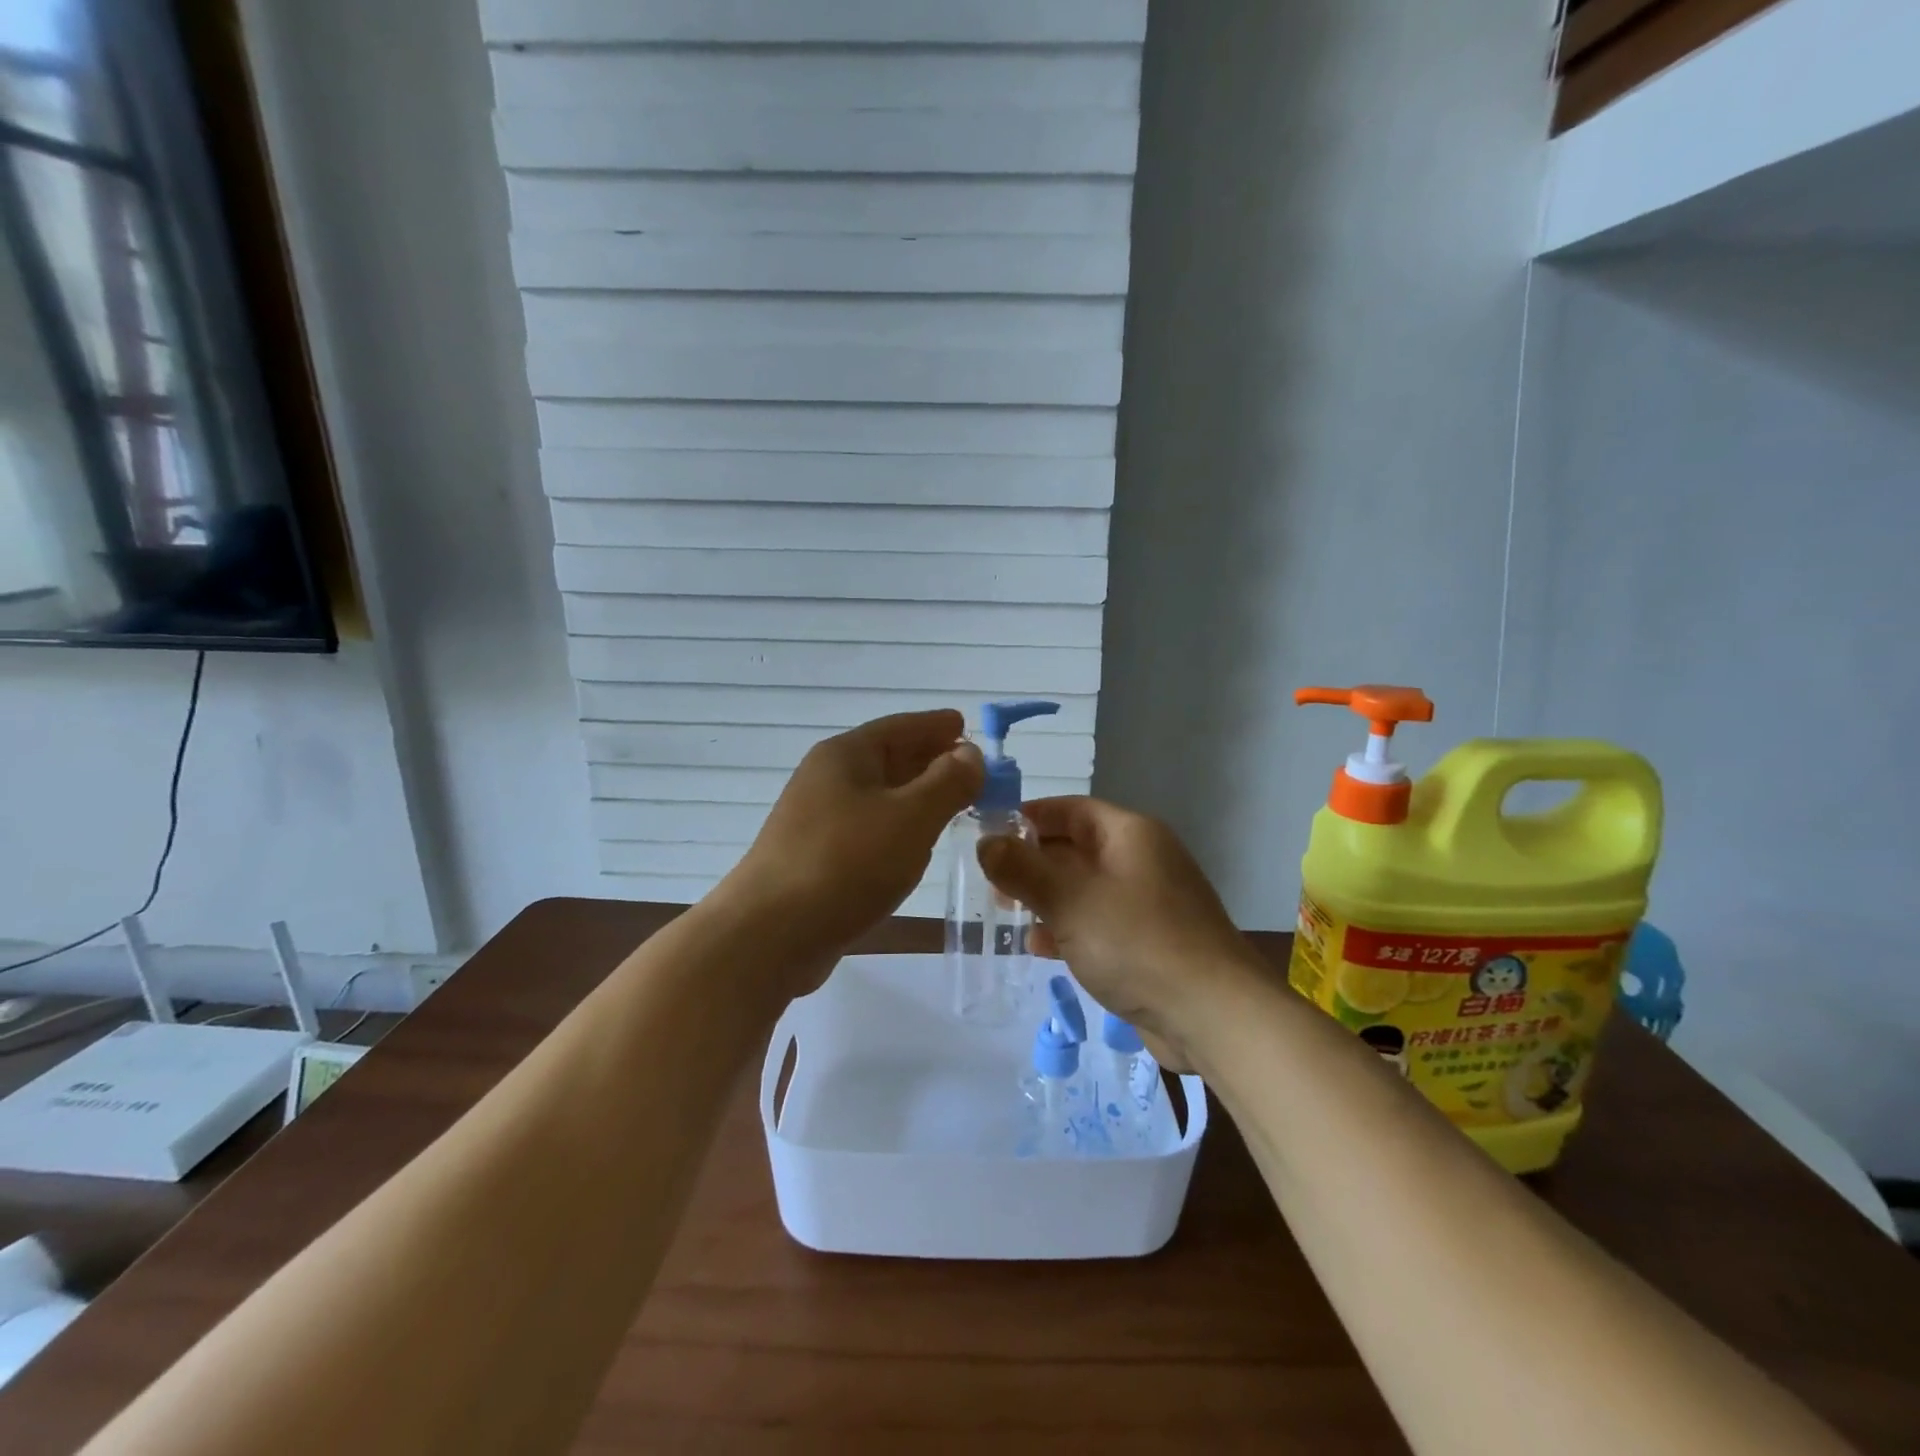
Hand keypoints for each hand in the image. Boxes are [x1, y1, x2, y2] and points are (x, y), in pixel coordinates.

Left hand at [721, 711, 982, 987]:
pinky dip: (898, 828)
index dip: (936, 725)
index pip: (900, 727)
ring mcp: (817, 820)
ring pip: (879, 797)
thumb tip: (970, 753)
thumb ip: (948, 782)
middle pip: (888, 758)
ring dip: (917, 797)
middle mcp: (827, 779)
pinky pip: (868, 829)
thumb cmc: (846, 863)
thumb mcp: (911, 817)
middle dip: (931, 761)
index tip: (967, 725)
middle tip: (974, 770)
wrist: (770, 934)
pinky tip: (916, 846)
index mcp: (845, 755)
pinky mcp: (817, 858)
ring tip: (954, 805)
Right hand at [978, 797, 1259, 1068]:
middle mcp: (1141, 860)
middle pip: (1075, 848)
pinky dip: (1069, 928)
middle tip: (991, 883)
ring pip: (1084, 888)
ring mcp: (1148, 903)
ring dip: (1046, 898)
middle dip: (1032, 863)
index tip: (988, 835)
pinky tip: (1040, 948)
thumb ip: (1022, 869)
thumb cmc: (1138, 942)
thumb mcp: (1070, 900)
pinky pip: (1099, 923)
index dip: (1028, 817)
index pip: (1070, 810)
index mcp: (1130, 834)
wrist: (1213, 1016)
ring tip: (1006, 913)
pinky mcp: (1149, 943)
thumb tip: (986, 842)